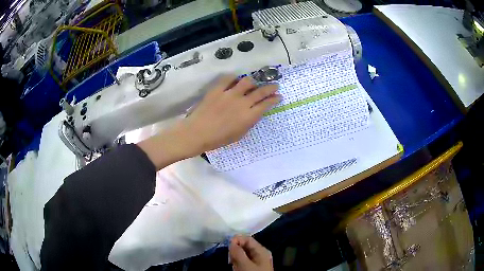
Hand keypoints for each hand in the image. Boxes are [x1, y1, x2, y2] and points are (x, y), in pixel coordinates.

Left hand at [138, 75, 279, 169]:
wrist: (197, 133)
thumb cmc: (218, 139)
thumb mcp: (239, 134)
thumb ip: (250, 121)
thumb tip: (255, 111)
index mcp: (249, 116)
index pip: (267, 104)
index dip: (275, 99)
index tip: (279, 96)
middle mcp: (242, 102)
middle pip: (261, 91)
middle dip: (271, 87)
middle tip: (275, 85)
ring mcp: (230, 94)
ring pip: (247, 81)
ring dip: (253, 81)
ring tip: (253, 83)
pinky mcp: (218, 89)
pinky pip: (228, 78)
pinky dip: (234, 78)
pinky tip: (235, 81)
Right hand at [229, 235, 273, 270]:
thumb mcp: (245, 264)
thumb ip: (237, 252)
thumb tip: (231, 242)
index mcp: (262, 250)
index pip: (247, 238)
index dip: (236, 240)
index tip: (228, 247)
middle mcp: (261, 254)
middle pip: (245, 246)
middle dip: (236, 250)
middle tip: (230, 258)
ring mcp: (259, 261)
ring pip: (244, 254)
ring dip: (236, 257)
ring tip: (233, 263)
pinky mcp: (255, 267)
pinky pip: (245, 261)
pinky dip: (239, 262)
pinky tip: (237, 267)